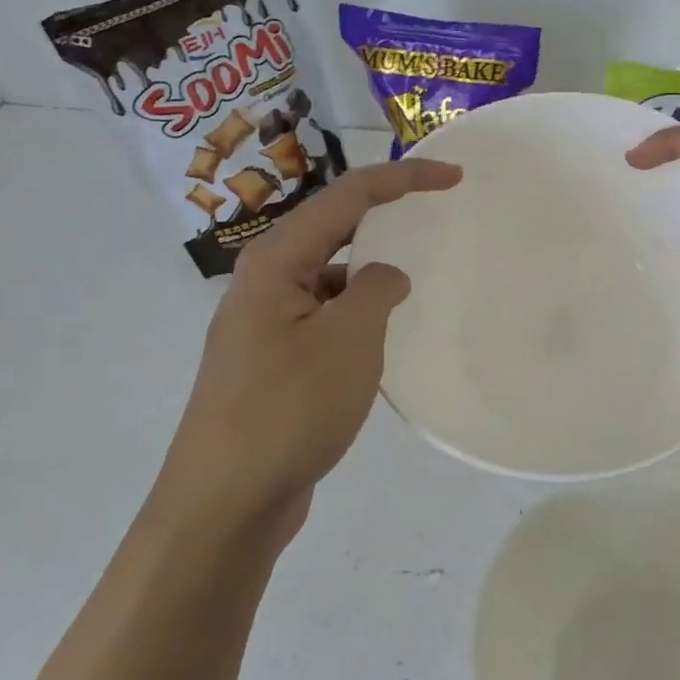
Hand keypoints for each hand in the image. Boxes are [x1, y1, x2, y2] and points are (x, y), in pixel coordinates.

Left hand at [154, 159, 461, 548]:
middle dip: (385, 213)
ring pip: (330, 277)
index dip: (402, 179)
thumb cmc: (288, 408)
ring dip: (372, 269)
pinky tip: (386, 335)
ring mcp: (267, 325)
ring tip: (419, 275)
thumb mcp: (348, 340)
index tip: (453, 177)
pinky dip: (360, 313)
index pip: (346, 197)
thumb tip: (387, 276)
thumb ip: (377, 291)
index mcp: (276, 263)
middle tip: (436, 209)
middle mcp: (266, 283)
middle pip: (333, 228)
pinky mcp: (276, 362)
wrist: (226, 502)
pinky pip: (327, 317)